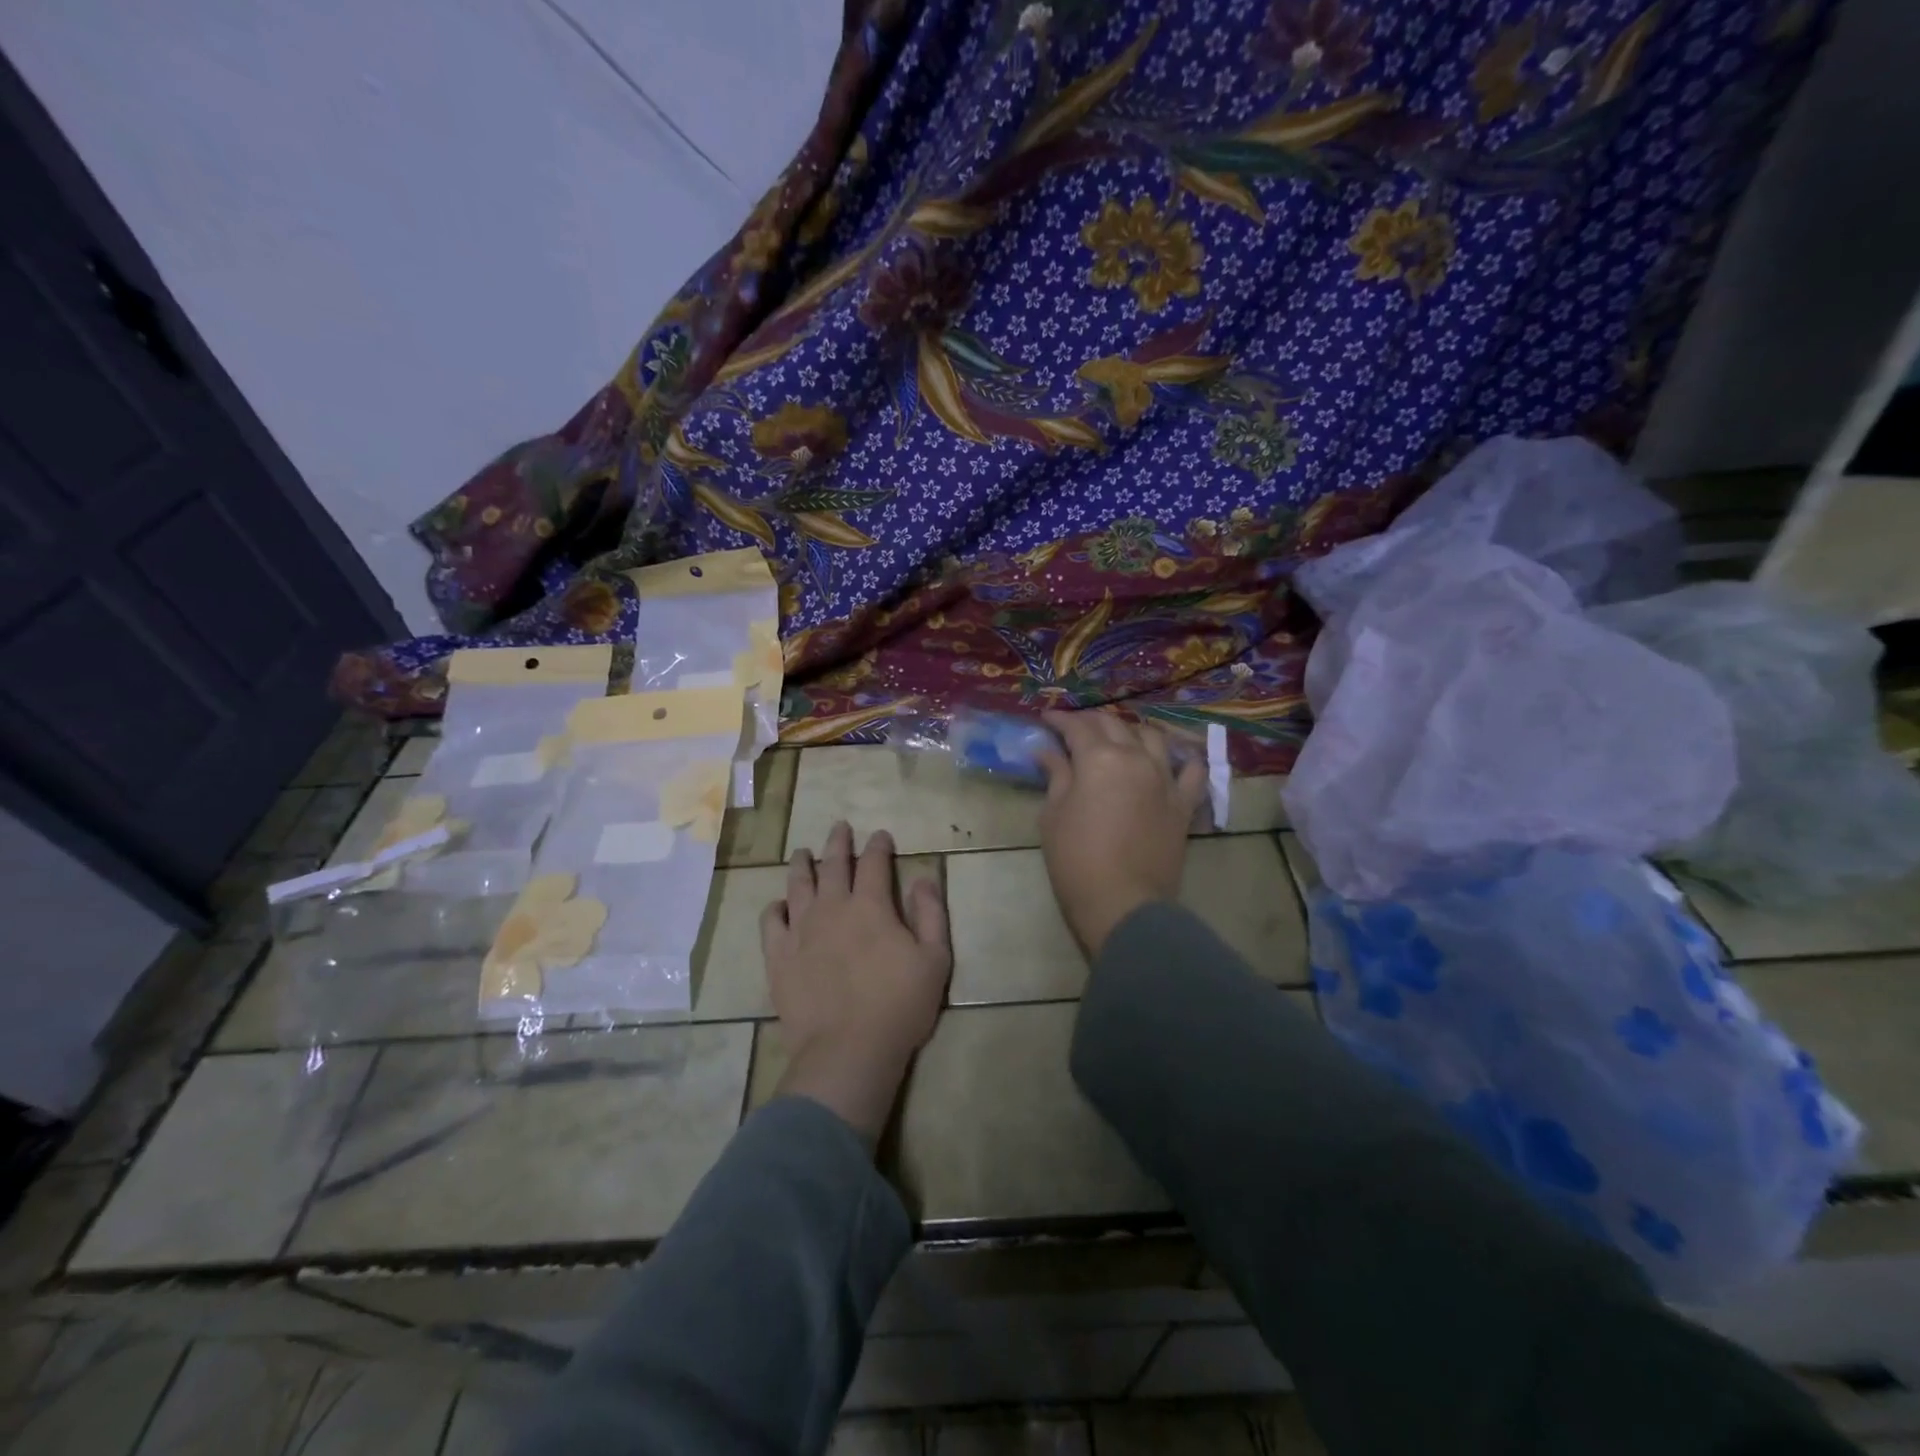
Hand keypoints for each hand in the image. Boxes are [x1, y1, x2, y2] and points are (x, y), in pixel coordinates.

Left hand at [760, 822, 951, 1144]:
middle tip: (840, 827)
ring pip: (798, 884)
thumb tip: (924, 877)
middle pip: (833, 864)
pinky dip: (776, 907)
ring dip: (803, 864)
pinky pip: (771, 921)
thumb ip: (931, 913)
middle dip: (839, 842)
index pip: (874, 862)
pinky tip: (780, 904)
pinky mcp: (778, 955)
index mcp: (871, 905)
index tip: (880, 835)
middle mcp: (832, 907)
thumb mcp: (935, 959)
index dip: (878, 845)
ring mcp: (800, 930)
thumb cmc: (899, 1006)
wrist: (847, 1050)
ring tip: (803, 852)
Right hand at [1037, 709, 1206, 955]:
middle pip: (1114, 724)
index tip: (1045, 718)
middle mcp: (1136, 757)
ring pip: (1152, 736)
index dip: (1059, 719)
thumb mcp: (1054, 815)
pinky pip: (1192, 770)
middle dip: (1090, 721)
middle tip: (1073, 728)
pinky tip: (1171, 758)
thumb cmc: (1076, 859)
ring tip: (1119, 738)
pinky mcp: (1184, 802)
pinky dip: (1182, 758)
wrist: (1122, 902)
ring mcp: (1165, 778)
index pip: (1077, 727)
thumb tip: (1047, 751)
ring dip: (1132, 730)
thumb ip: (1056, 776)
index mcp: (1099, 758)